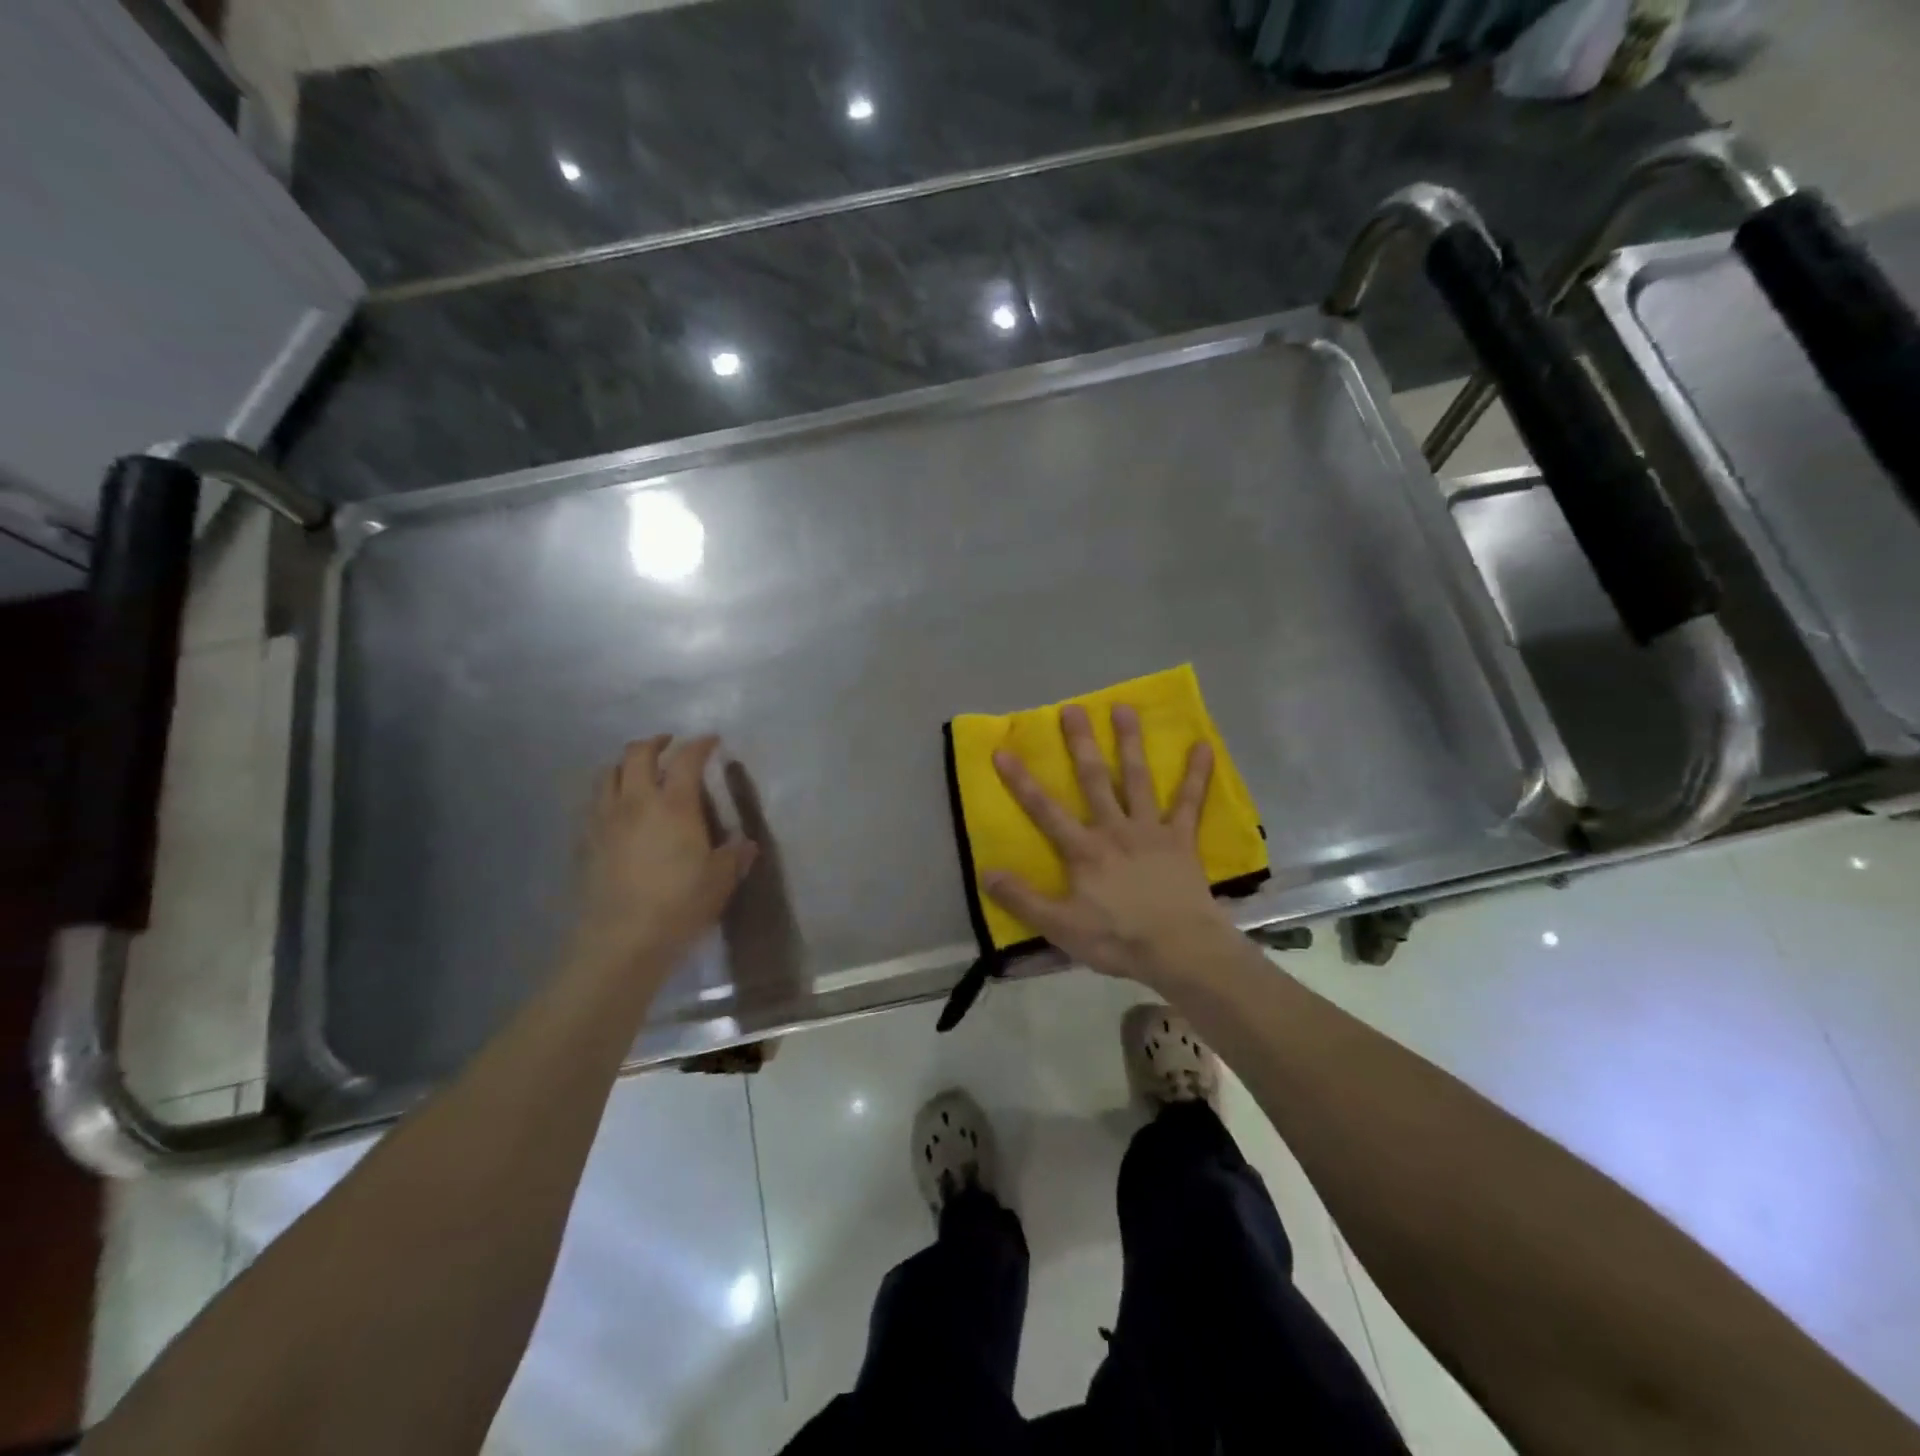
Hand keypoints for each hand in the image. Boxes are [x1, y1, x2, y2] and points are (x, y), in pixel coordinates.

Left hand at [568, 736, 757, 979]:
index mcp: (674, 805)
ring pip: (608, 774)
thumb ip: (734, 856)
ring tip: (639, 772)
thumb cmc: (680, 904)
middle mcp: (636, 802)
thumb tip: (746, 843)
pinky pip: (593, 803)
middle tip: (670, 744)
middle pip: (637, 754)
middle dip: (655, 742)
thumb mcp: (720, 880)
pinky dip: (608, 794)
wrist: (621, 940)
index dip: (700, 745)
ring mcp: (604, 820)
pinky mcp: (585, 841)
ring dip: (625, 765)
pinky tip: (618, 810)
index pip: (686, 759)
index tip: (711, 741)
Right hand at [984, 703, 1234, 984]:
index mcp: (1083, 850)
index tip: (1004, 750)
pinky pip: (1189, 802)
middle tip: (1072, 709)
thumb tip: (985, 872)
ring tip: (1124, 708)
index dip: (1022, 781)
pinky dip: (1196, 774)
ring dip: (1129, 743)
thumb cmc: (1117, 939)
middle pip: (1093, 779)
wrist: (1180, 950)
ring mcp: (1150, 830)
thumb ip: (1023, 899)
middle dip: (1080, 744)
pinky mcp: (1181, 839)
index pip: (1045, 810)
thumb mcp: (1060, 927)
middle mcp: (1114, 828)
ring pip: (1137, 778)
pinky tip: (1203, 745)